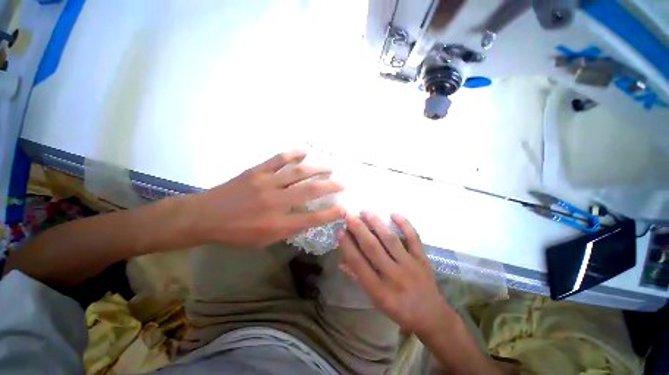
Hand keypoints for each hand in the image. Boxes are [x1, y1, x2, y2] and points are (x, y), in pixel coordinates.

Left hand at [191, 150, 344, 248]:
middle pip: (310, 191)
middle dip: (330, 186)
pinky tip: (305, 151)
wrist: (205, 217)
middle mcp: (276, 202)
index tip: (344, 209)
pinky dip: (294, 154)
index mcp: (278, 223)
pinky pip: (279, 159)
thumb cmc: (237, 233)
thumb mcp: (264, 241)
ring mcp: (267, 183)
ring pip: (298, 172)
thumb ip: (288, 230)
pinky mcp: (257, 172)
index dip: (331, 214)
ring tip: (330, 166)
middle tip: (342, 183)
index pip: (312, 219)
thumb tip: (306, 219)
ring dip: (318, 168)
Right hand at [339, 211, 454, 335]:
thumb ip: (359, 278)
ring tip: (365, 211)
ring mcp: (410, 265)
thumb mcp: (375, 300)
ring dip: (376, 223)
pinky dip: (405, 224)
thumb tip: (342, 261)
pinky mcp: (423, 259)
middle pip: (373, 248)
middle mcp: (394, 276)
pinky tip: (394, 213)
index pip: (359, 263)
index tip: (340, 231)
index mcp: (379, 290)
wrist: (432, 317)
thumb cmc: (399, 310)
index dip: (347, 246)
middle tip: (349, 215)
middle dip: (358, 229)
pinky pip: (414, 238)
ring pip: (390, 239)